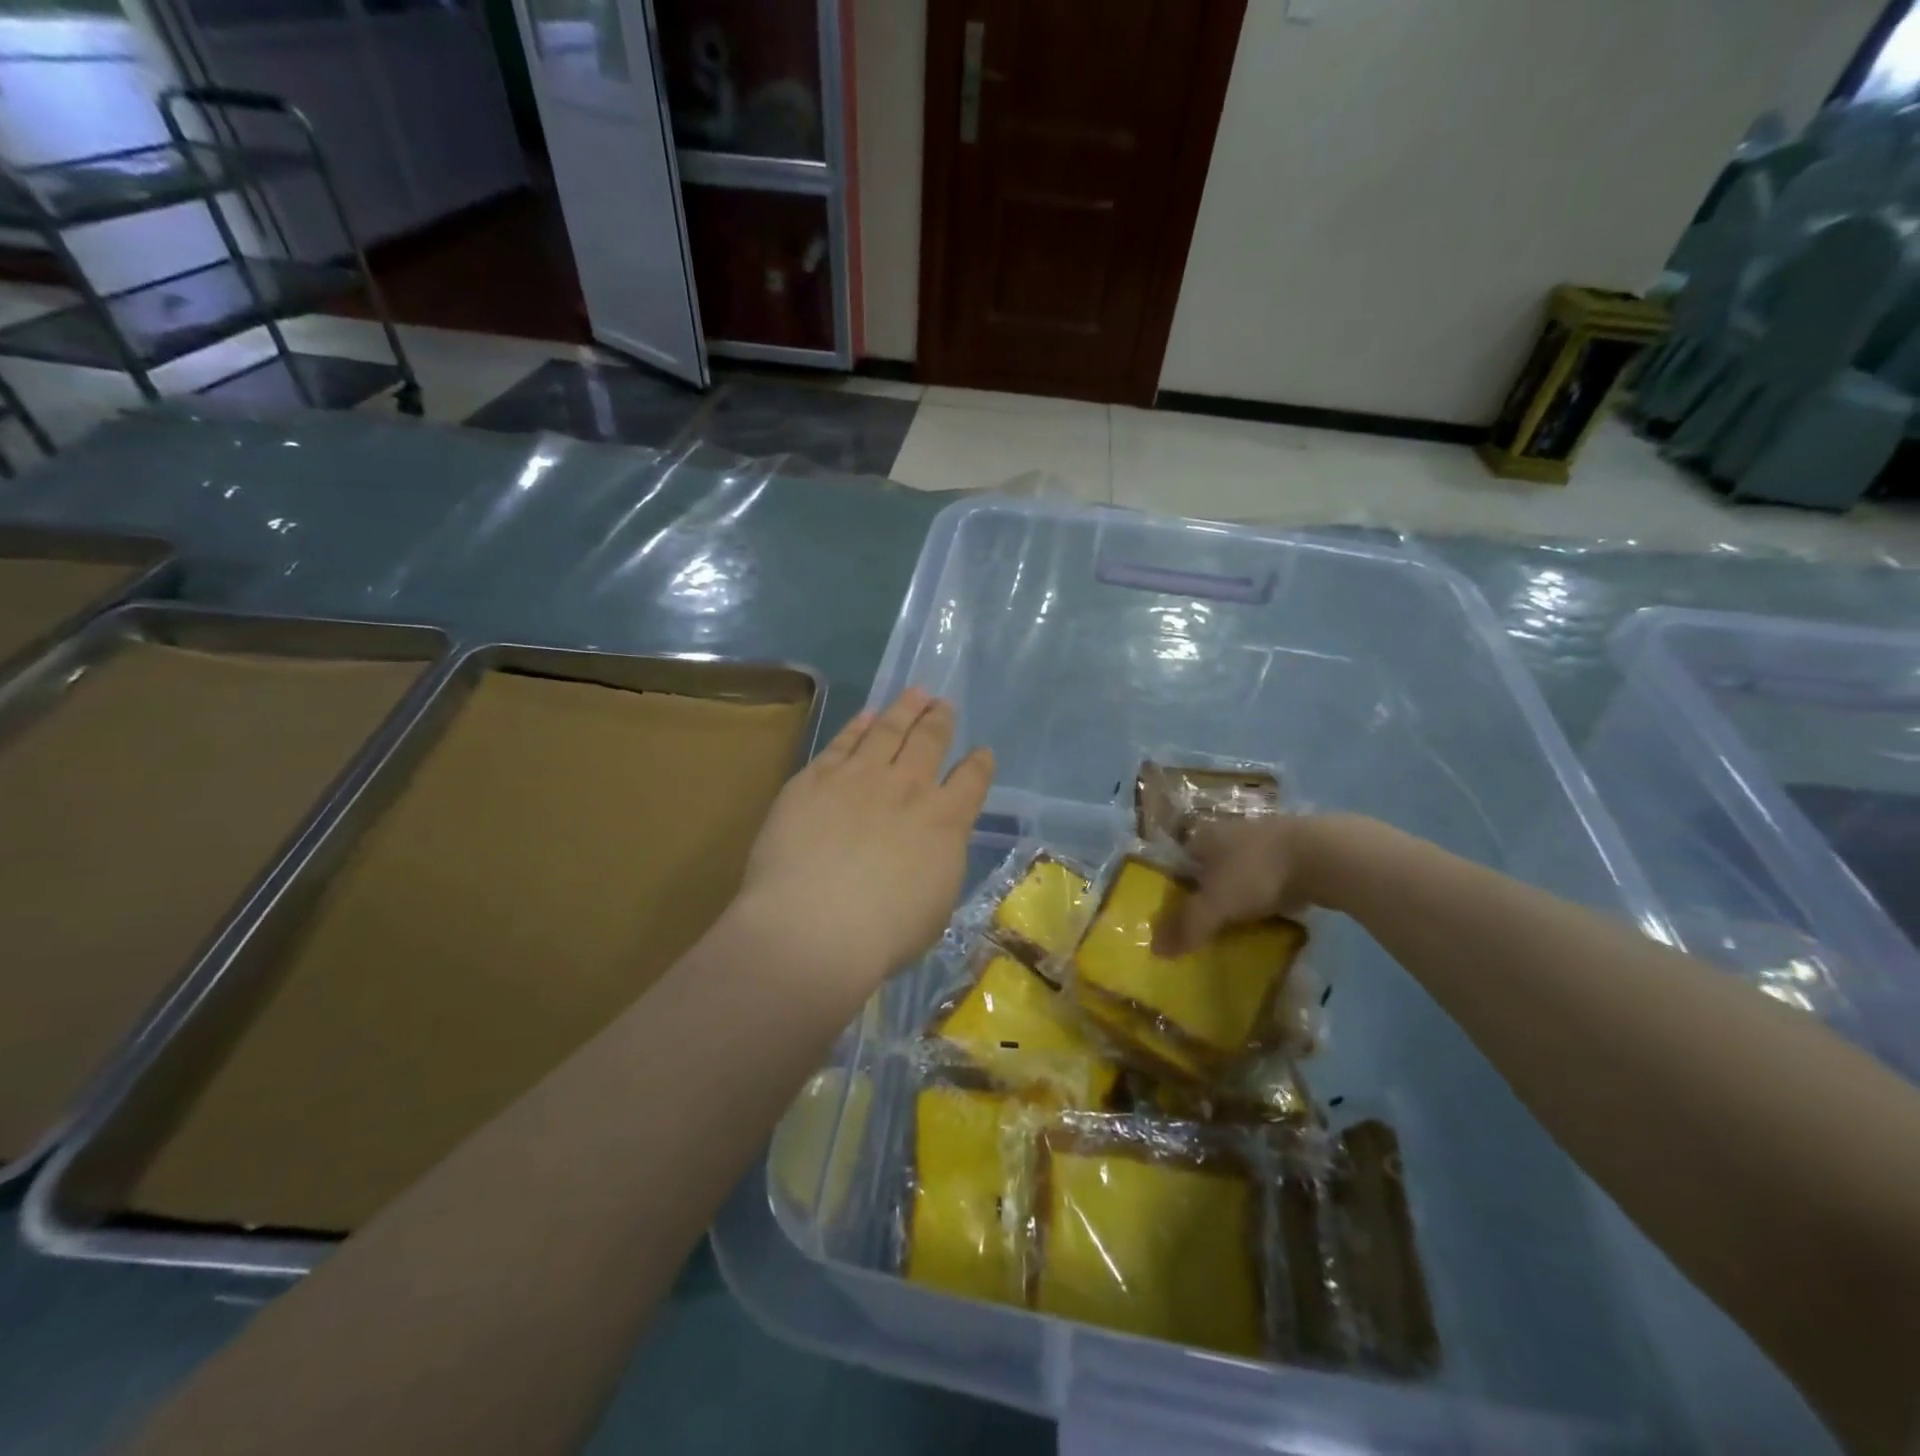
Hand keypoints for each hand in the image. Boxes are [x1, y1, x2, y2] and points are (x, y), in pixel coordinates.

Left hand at [735, 689, 993, 997]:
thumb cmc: (882, 935)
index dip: (979, 763)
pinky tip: (866, 716)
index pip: (971, 781)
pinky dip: (858, 725)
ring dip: (904, 709)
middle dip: (939, 720)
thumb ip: (939, 862)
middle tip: (943, 705)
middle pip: (929, 741)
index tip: (982, 752)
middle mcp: (907, 787)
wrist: (813, 927)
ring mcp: (859, 777)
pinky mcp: (815, 778)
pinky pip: (843, 741)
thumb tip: (934, 844)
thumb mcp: (936, 906)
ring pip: (888, 730)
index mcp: (945, 821)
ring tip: (915, 693)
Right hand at [1153, 814, 1316, 955]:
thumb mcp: (1215, 904)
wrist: (1323, 856)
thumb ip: (1187, 926)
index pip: (1178, 861)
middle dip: (1207, 892)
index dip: (1174, 887)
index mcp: (1203, 837)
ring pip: (1240, 871)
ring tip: (1237, 924)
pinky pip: (1268, 878)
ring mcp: (1264, 840)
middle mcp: (1229, 832)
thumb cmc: (1256, 872)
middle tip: (1206, 923)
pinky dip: (1266, 895)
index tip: (1177, 914)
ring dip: (1238, 893)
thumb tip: (1155, 950)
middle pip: (1209, 866)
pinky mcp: (1294, 853)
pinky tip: (1269, 915)